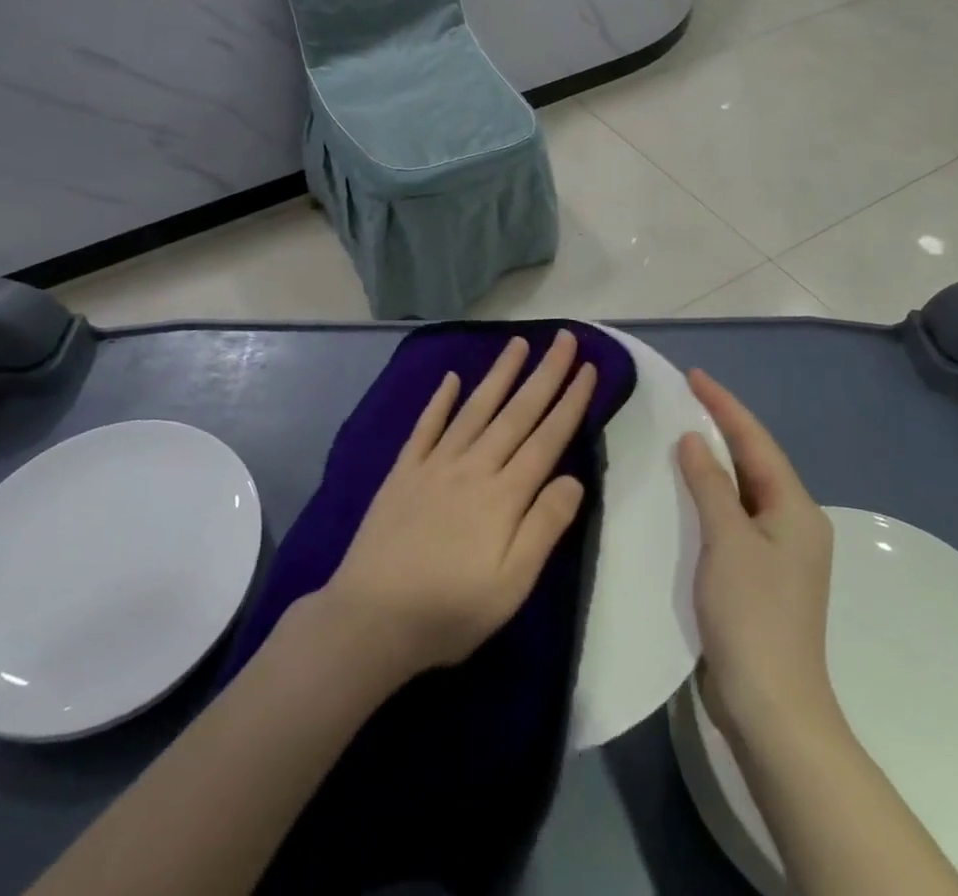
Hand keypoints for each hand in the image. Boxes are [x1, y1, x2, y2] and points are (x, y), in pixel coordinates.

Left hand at [317, 331, 597, 685]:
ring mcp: (435, 464)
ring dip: (499, 374)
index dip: (569, 402)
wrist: (371, 618)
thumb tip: (574, 478)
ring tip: (517, 342)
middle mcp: (473, 467)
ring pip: (475, 408)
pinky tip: (450, 378)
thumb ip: (544, 527)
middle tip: (563, 338)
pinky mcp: (404, 471)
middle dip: (544, 373)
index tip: (586, 367)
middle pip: (516, 413)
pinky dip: (439, 400)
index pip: (547, 438)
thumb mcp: (511, 585)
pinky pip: (426, 426)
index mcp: (503, 495)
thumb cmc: (449, 610)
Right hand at [676, 370, 836, 743]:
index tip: (693, 375)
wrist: (771, 708)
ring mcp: (778, 553)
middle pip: (753, 461)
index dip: (724, 405)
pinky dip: (710, 496)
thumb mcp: (728, 540)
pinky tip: (684, 490)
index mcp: (796, 509)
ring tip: (678, 432)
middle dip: (721, 427)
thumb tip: (694, 439)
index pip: (756, 441)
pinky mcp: (759, 576)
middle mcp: (793, 524)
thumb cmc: (752, 616)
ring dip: (713, 462)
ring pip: (742, 490)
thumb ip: (710, 485)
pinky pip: (733, 517)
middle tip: (683, 398)